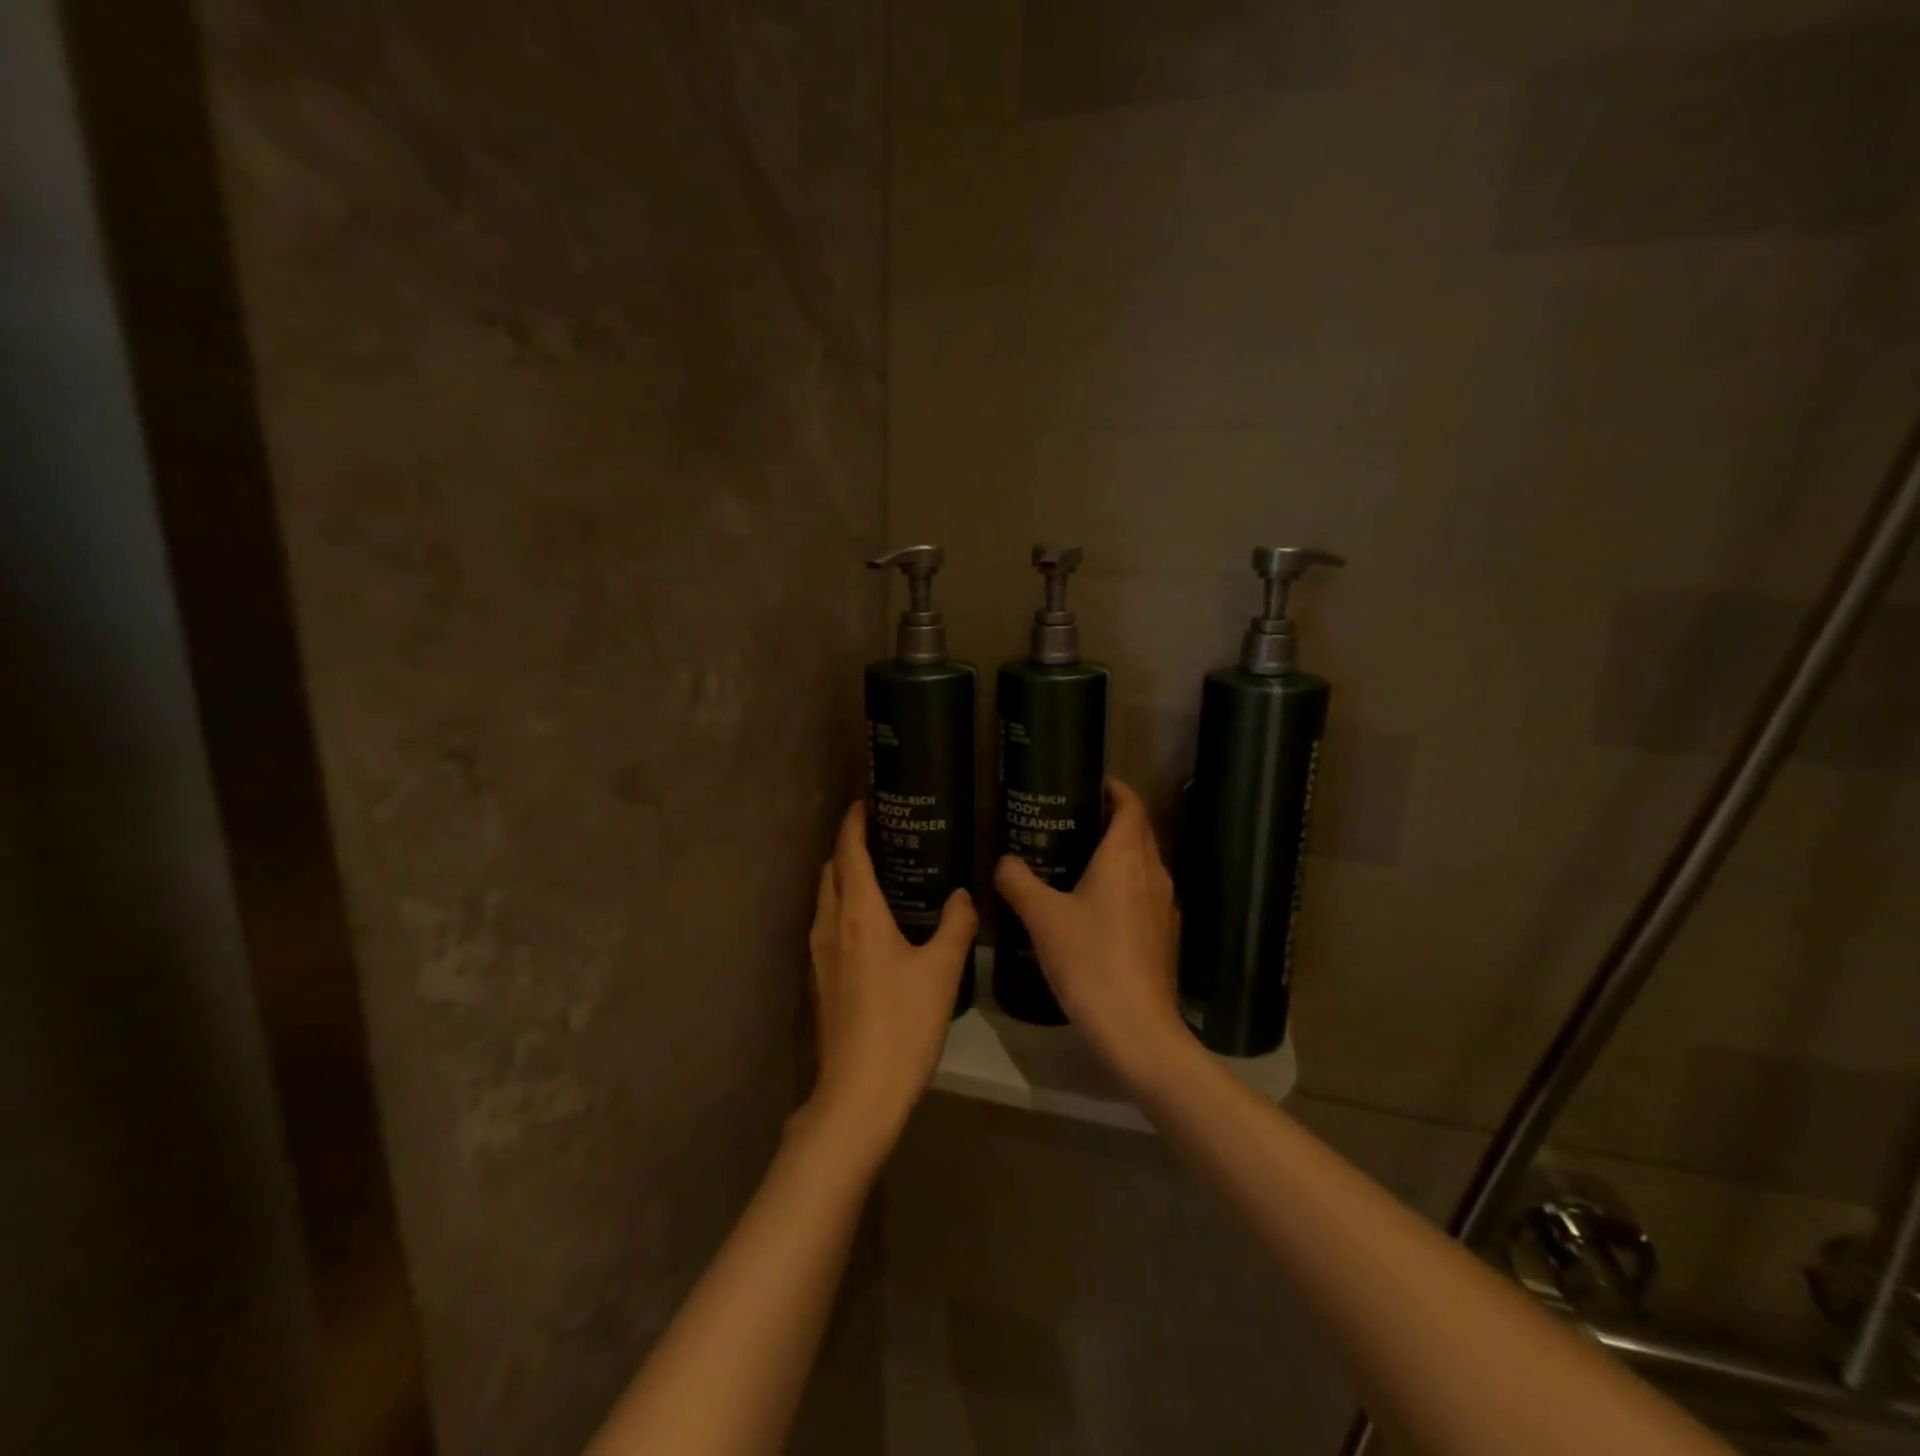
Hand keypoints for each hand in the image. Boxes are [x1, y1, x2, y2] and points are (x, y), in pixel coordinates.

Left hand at [803, 802, 976, 1152]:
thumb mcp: (942, 970)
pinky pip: (828, 926)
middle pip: (832, 871)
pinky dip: (844, 909)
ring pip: (826, 900)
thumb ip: (956, 925)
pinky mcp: (821, 980)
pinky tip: (873, 926)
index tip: (866, 802)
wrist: (858, 1093)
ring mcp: (819, 955)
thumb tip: (963, 896)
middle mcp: (830, 925)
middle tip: (883, 836)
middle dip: (849, 847)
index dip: (854, 822)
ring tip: (880, 875)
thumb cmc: (902, 1023)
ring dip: (845, 879)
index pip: (849, 851)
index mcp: (857, 913)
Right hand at [994, 779, 1186, 1079]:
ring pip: (1145, 864)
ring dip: (1121, 853)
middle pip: (1141, 832)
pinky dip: (1126, 884)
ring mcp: (1164, 906)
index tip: (1094, 783)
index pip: (1131, 807)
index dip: (1117, 790)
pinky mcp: (1165, 935)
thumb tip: (1004, 860)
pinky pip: (1145, 893)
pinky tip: (1099, 905)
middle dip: (1115, 819)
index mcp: (1127, 857)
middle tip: (1076, 818)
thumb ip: (1019, 882)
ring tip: (1082, 857)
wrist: (1136, 1029)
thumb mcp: (1043, 918)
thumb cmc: (1089, 960)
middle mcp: (1153, 873)